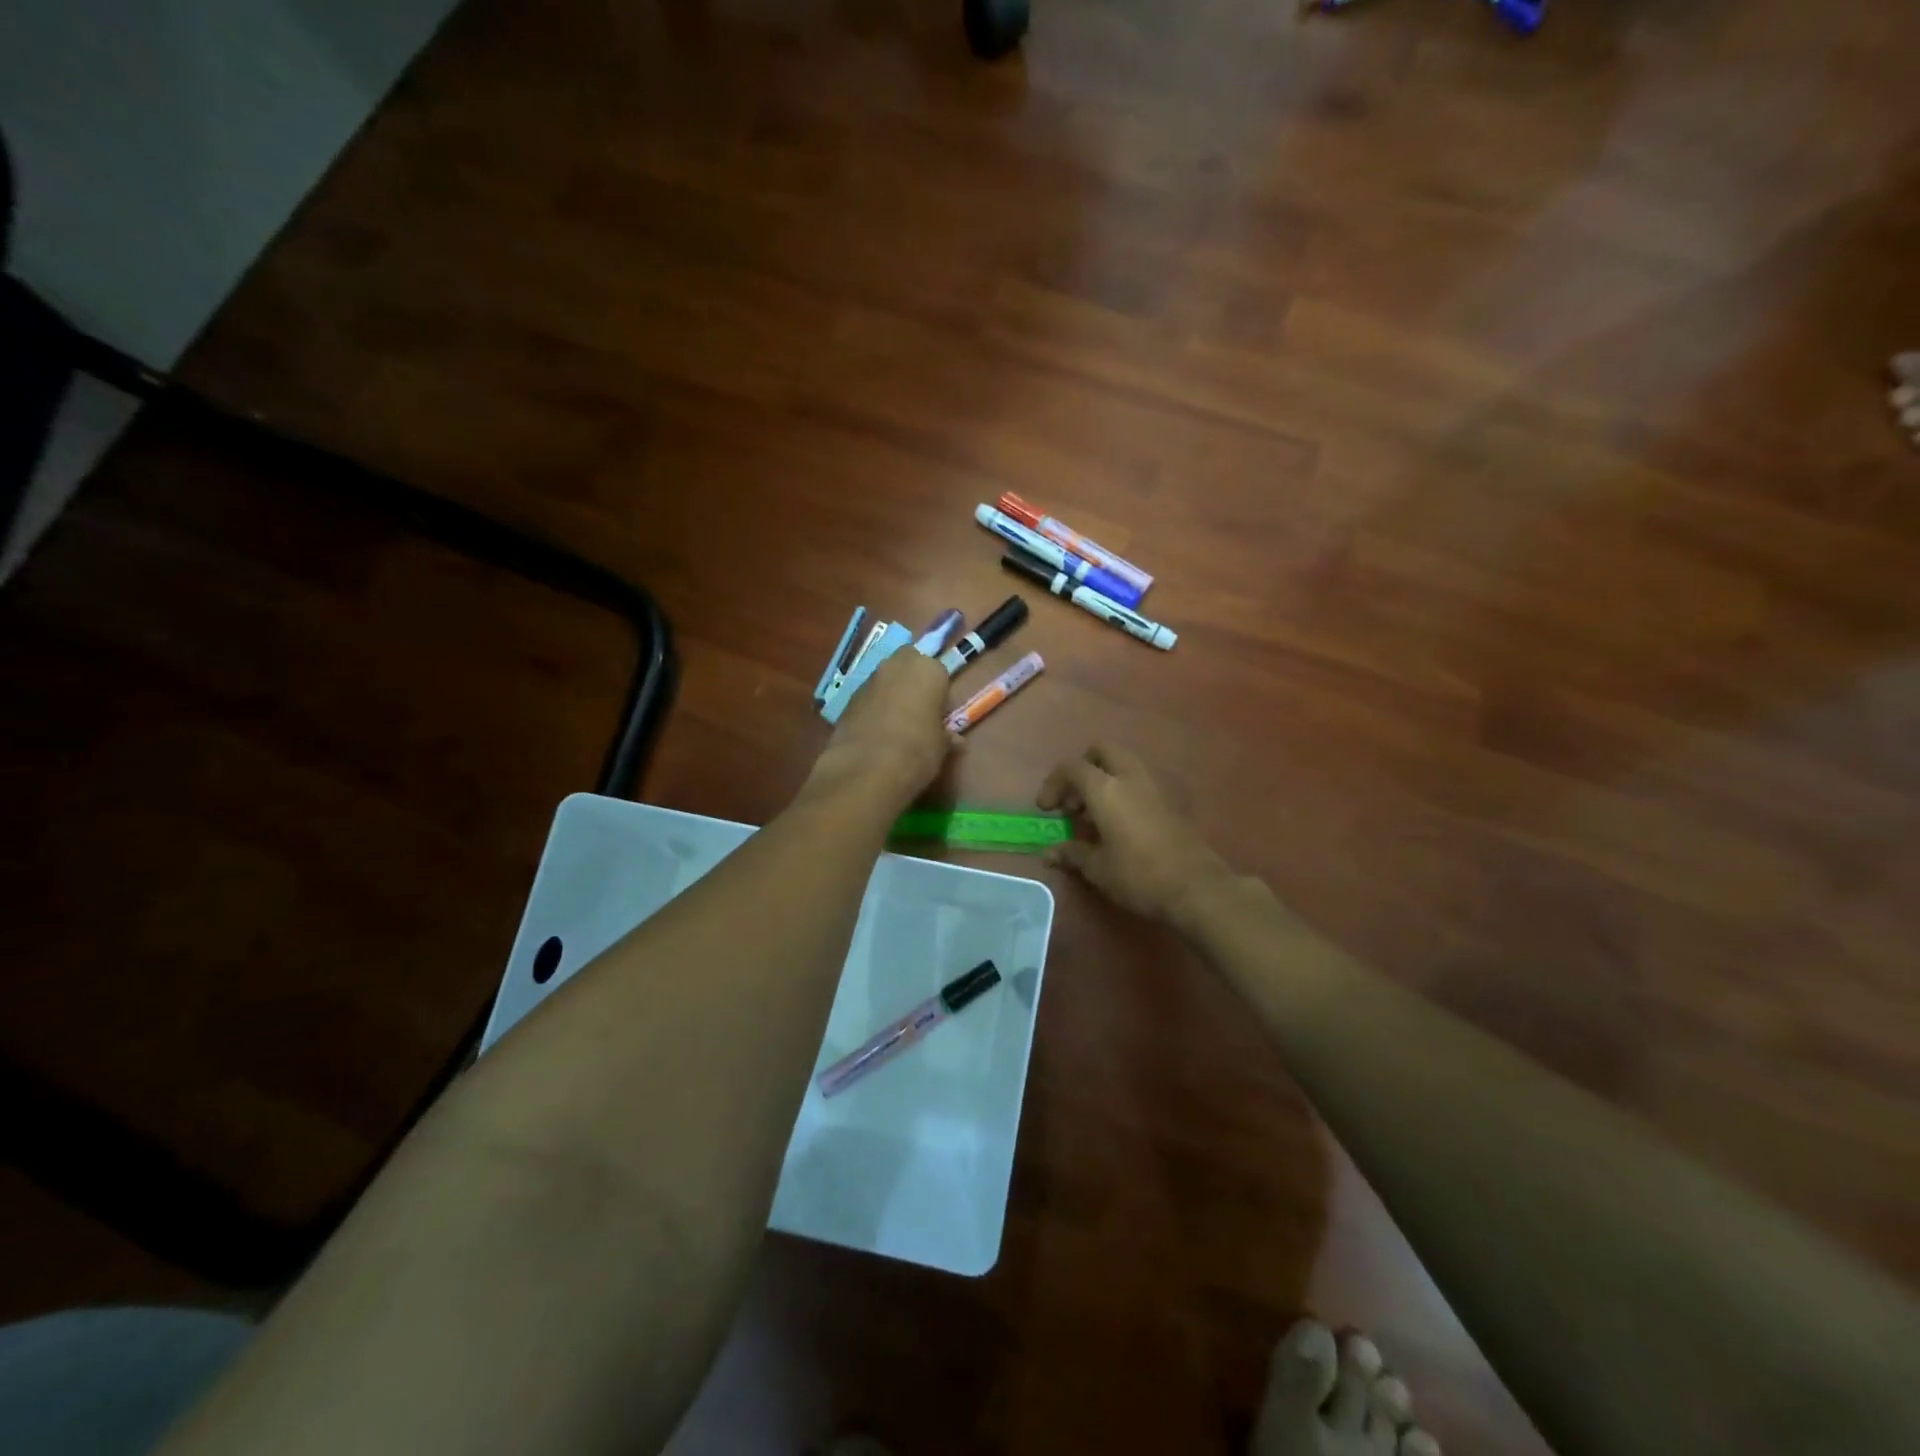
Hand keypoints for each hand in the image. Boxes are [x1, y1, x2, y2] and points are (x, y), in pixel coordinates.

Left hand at [804, 648, 955, 811]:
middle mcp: (896, 666)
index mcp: (927, 670)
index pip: (939, 672)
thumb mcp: (941, 747)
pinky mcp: (846, 700)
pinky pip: (867, 699)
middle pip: (907, 665)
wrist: (866, 770)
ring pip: (884, 681)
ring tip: (895, 726)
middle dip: (912, 682)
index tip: (939, 715)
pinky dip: (872, 709)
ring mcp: (868, 681)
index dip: (939, 694)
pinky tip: (875, 734)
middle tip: (918, 712)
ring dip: (890, 695)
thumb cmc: (917, 751)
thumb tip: (953, 740)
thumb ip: (946, 736)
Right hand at [1037, 743, 1234, 925]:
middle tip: (1073, 800)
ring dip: (1103, 779)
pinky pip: (1138, 782)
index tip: (1047, 810)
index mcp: (1106, 789)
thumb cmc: (1139, 876)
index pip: (1072, 768)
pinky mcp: (1169, 802)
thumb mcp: (1097, 869)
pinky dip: (1122, 791)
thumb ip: (1071, 853)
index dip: (1053, 784)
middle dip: (1082, 768)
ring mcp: (1154, 787)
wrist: (1197, 889)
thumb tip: (1048, 853)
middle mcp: (1130, 778)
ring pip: (1123, 764)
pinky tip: (1118, 825)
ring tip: (1093, 816)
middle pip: (1102, 751)